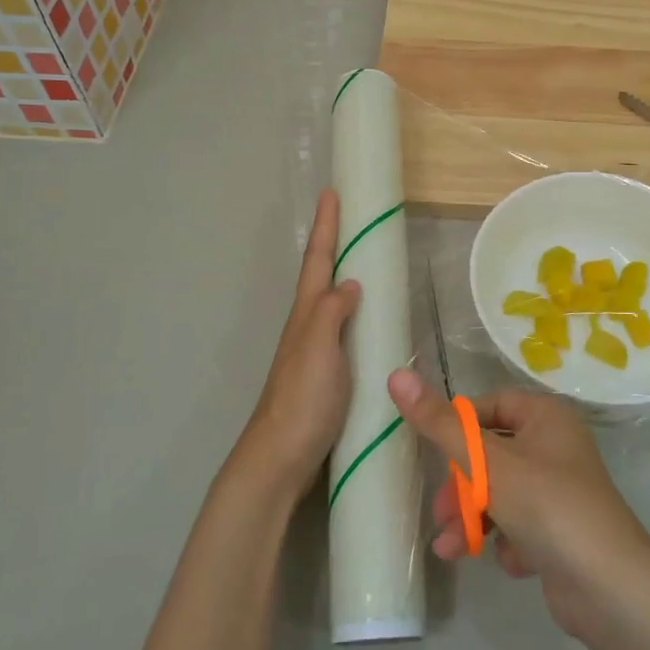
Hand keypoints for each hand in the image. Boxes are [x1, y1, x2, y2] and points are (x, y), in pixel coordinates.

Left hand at [236, 190, 360, 501]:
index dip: (326, 227)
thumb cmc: (302, 398)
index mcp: (306, 314)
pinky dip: (353, 312)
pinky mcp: (325, 374)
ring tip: (363, 259)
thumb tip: (350, 282)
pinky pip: (341, 329)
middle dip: (333, 244)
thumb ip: (332, 311)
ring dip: (342, 275)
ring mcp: (314, 350)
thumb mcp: (319, 348)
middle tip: (350, 217)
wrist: (281, 456)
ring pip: (329, 302)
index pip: (317, 261)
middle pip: (320, 275)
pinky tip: (368, 321)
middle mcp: (307, 326)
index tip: (331, 192)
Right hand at [388, 370, 649, 636]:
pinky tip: (514, 562)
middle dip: (461, 486)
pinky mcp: (562, 532)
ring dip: (474, 519)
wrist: (609, 588)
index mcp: (546, 416)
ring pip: (501, 494)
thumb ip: (439, 423)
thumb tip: (396, 374)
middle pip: (491, 454)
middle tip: (439, 512)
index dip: (459, 427)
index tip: (434, 452)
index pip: (490, 405)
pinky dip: (508, 542)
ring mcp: (561, 491)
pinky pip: (521, 525)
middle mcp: (556, 447)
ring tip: (452, 548)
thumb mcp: (486, 462)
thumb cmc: (546, 506)